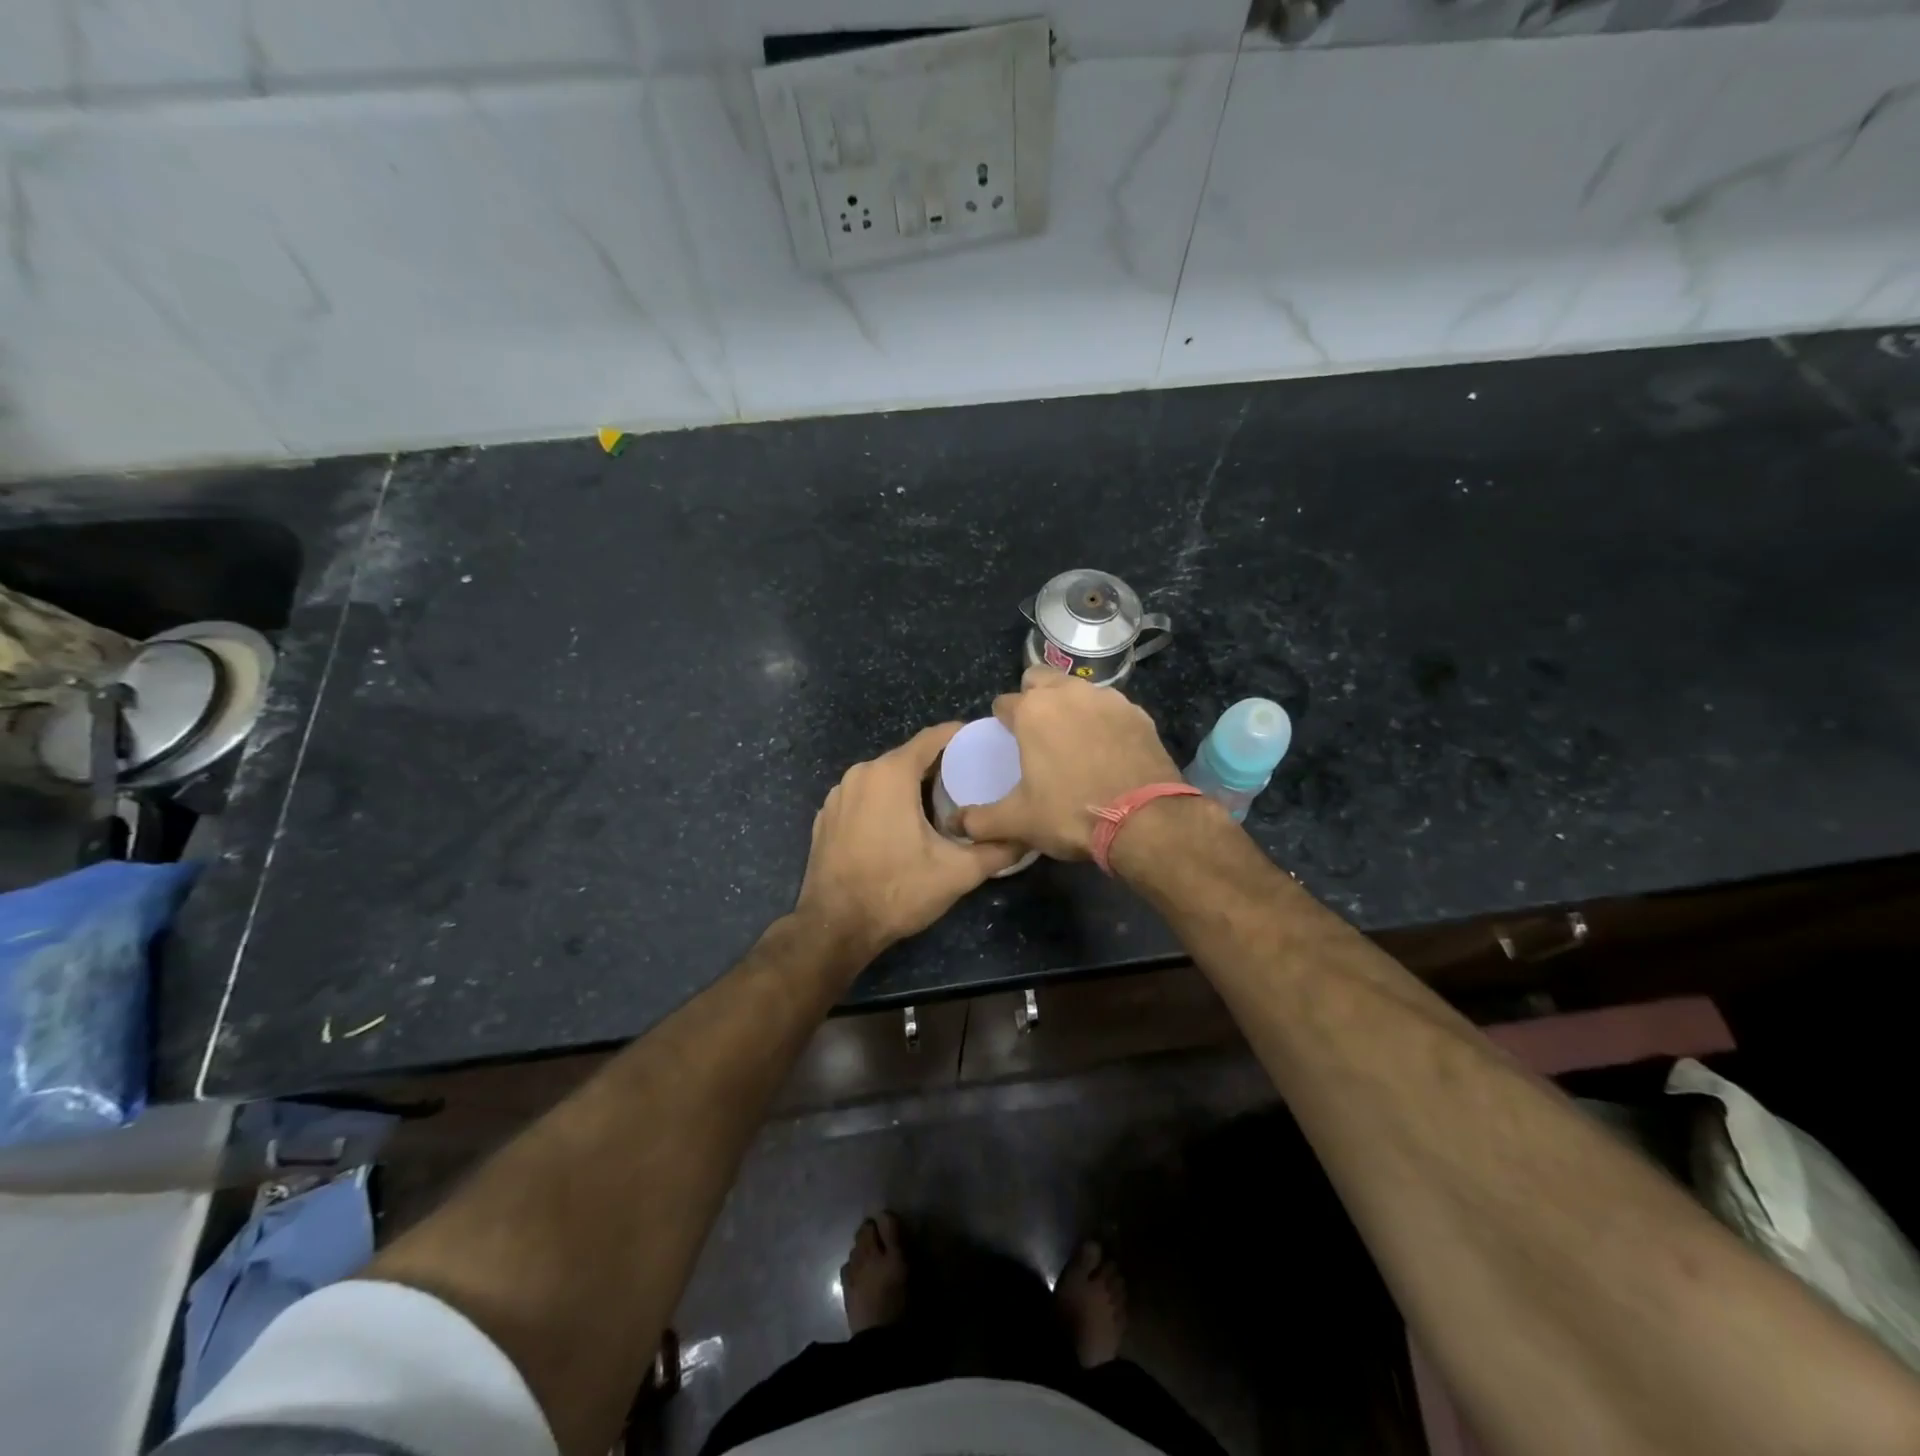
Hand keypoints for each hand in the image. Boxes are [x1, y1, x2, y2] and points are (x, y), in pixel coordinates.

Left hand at [795, 723, 1019, 959]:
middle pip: (908, 757)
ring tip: (940, 805)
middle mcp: (861, 773)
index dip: (960, 737)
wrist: (835, 927)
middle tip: (970, 782)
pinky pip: (864, 796)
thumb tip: (1027, 838)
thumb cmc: (897, 891)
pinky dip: (884, 802)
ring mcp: (838, 794)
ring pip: (884, 777)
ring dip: (910, 786)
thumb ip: (997, 850)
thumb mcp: (957, 873)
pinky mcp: (826, 816)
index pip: (932, 738)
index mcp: (891, 773)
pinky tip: (900, 826)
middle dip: (938, 766)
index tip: (984, 744)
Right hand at [958, 667, 1182, 859]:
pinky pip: (1111, 707)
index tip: (1007, 741)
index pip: (1004, 703)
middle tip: (1036, 731)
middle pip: (1040, 679)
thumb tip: (956, 823)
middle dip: (1033, 696)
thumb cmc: (1071, 813)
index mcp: (1033, 711)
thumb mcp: (1018, 822)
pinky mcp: (1139, 714)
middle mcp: (1069, 693)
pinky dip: (1103, 720)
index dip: (1002, 721)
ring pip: (1078, 689)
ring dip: (1069, 705)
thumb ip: (979, 820)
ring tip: (1073, 739)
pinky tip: (1107, 748)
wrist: (1145, 821)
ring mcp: (1108, 699)